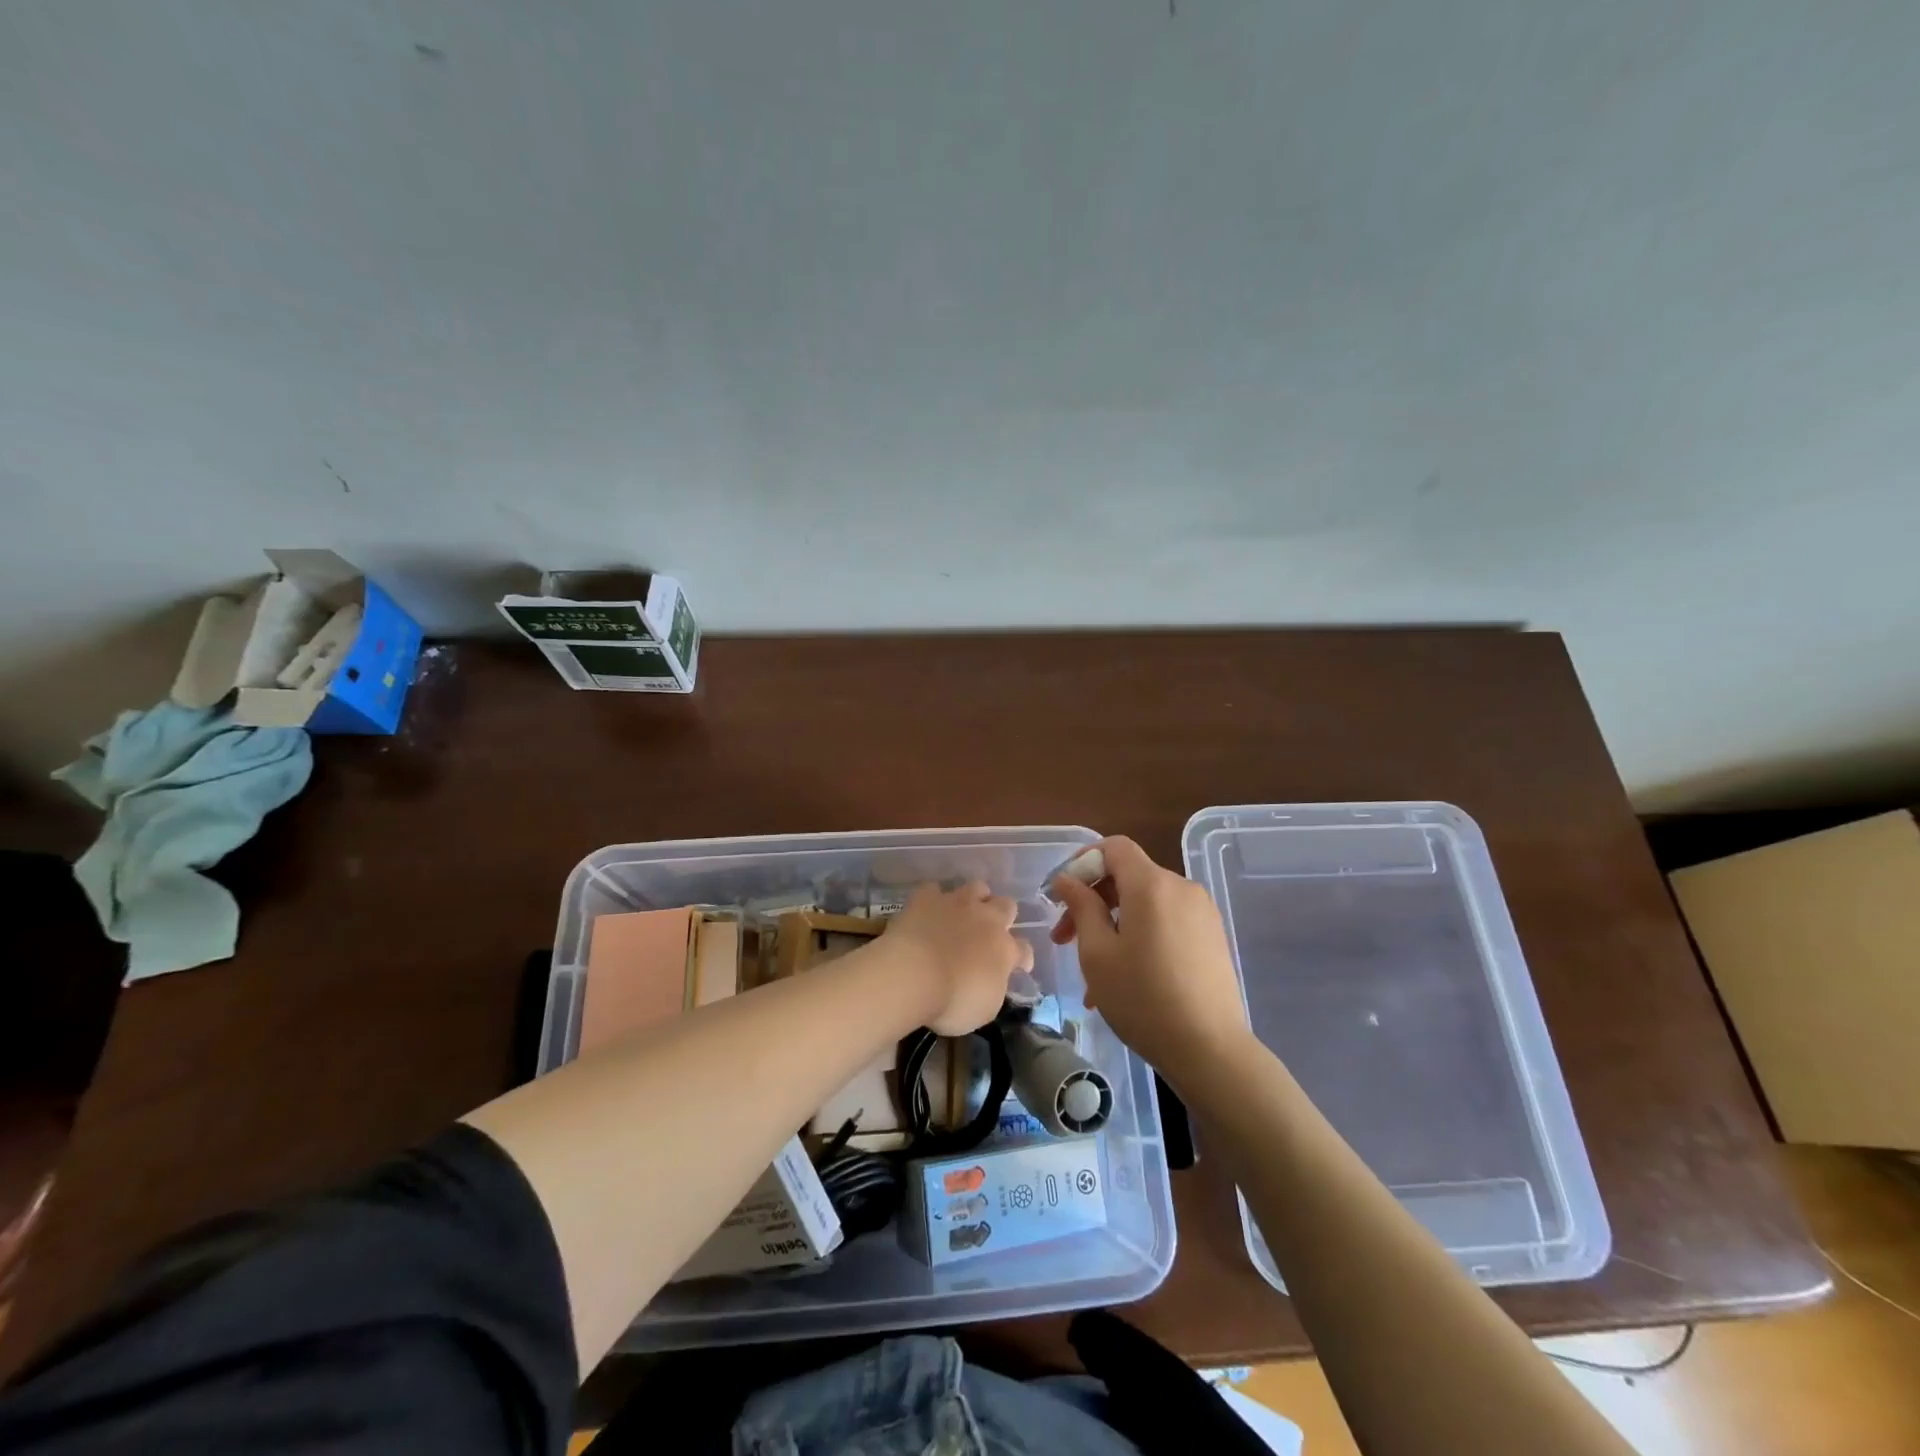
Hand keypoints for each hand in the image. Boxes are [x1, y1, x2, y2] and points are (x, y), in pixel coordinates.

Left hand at [883, 880, 1033, 1034]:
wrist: (913, 974)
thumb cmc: (952, 1001)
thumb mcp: (984, 1009)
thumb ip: (994, 988)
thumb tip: (993, 979)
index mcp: (1005, 950)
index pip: (1024, 950)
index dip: (1023, 958)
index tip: (1019, 966)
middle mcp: (986, 920)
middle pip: (1007, 906)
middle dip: (1003, 916)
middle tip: (990, 931)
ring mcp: (957, 904)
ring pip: (977, 887)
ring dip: (974, 898)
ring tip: (964, 912)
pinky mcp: (927, 897)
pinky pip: (934, 890)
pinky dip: (933, 899)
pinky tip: (928, 910)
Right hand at [1049, 836, 1248, 1072]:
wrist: (1210, 1050)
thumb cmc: (1143, 998)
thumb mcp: (1097, 953)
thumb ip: (1081, 907)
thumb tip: (1067, 880)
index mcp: (1151, 885)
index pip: (1113, 847)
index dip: (1082, 861)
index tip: (1060, 893)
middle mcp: (1181, 888)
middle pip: (1128, 876)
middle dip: (1092, 900)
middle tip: (1064, 939)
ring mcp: (1201, 913)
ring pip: (1145, 904)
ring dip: (1113, 926)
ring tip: (1092, 975)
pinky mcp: (1212, 937)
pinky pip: (1166, 923)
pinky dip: (1140, 937)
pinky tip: (1125, 978)